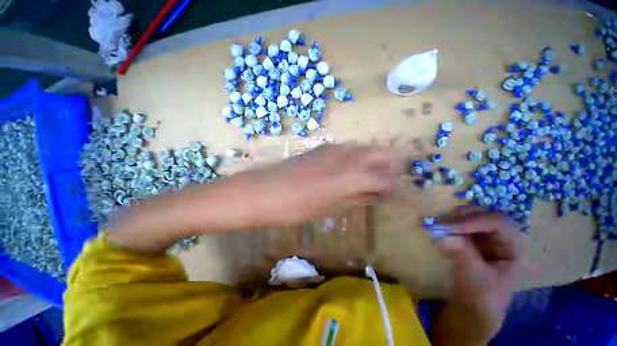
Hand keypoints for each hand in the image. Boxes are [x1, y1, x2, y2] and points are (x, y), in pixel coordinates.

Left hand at [105, 144, 402, 251]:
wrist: (260, 192)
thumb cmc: (293, 207)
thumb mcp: (329, 207)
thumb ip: (357, 197)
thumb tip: (377, 194)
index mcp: (351, 174)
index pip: (388, 178)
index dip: (396, 189)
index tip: (398, 199)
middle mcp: (347, 154)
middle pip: (383, 154)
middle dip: (390, 170)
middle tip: (385, 188)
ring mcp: (334, 147)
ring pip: (367, 150)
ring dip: (374, 166)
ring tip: (368, 184)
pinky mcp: (322, 147)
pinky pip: (350, 151)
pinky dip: (357, 162)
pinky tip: (348, 175)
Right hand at [431, 211, 518, 345]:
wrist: (471, 308)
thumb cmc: (481, 295)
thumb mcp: (474, 275)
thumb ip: (462, 251)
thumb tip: (443, 233)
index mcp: (513, 247)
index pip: (498, 223)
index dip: (475, 221)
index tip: (451, 227)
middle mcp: (500, 238)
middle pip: (483, 217)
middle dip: (462, 218)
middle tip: (441, 221)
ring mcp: (484, 239)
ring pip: (470, 219)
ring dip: (453, 220)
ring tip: (437, 224)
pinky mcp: (470, 241)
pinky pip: (460, 227)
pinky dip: (449, 226)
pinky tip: (438, 230)